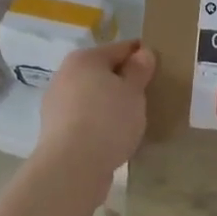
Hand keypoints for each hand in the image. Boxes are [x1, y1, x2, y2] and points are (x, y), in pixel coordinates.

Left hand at [33, 39, 156, 193]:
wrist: (72, 167)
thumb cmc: (107, 120)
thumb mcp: (133, 92)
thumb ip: (139, 70)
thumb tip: (143, 53)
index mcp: (84, 59)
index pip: (120, 48)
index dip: (142, 55)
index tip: (160, 67)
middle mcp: (65, 75)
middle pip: (102, 72)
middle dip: (124, 81)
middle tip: (149, 95)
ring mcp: (57, 104)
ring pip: (93, 97)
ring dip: (111, 104)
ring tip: (134, 119)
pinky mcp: (56, 131)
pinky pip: (85, 119)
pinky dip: (100, 123)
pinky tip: (115, 136)